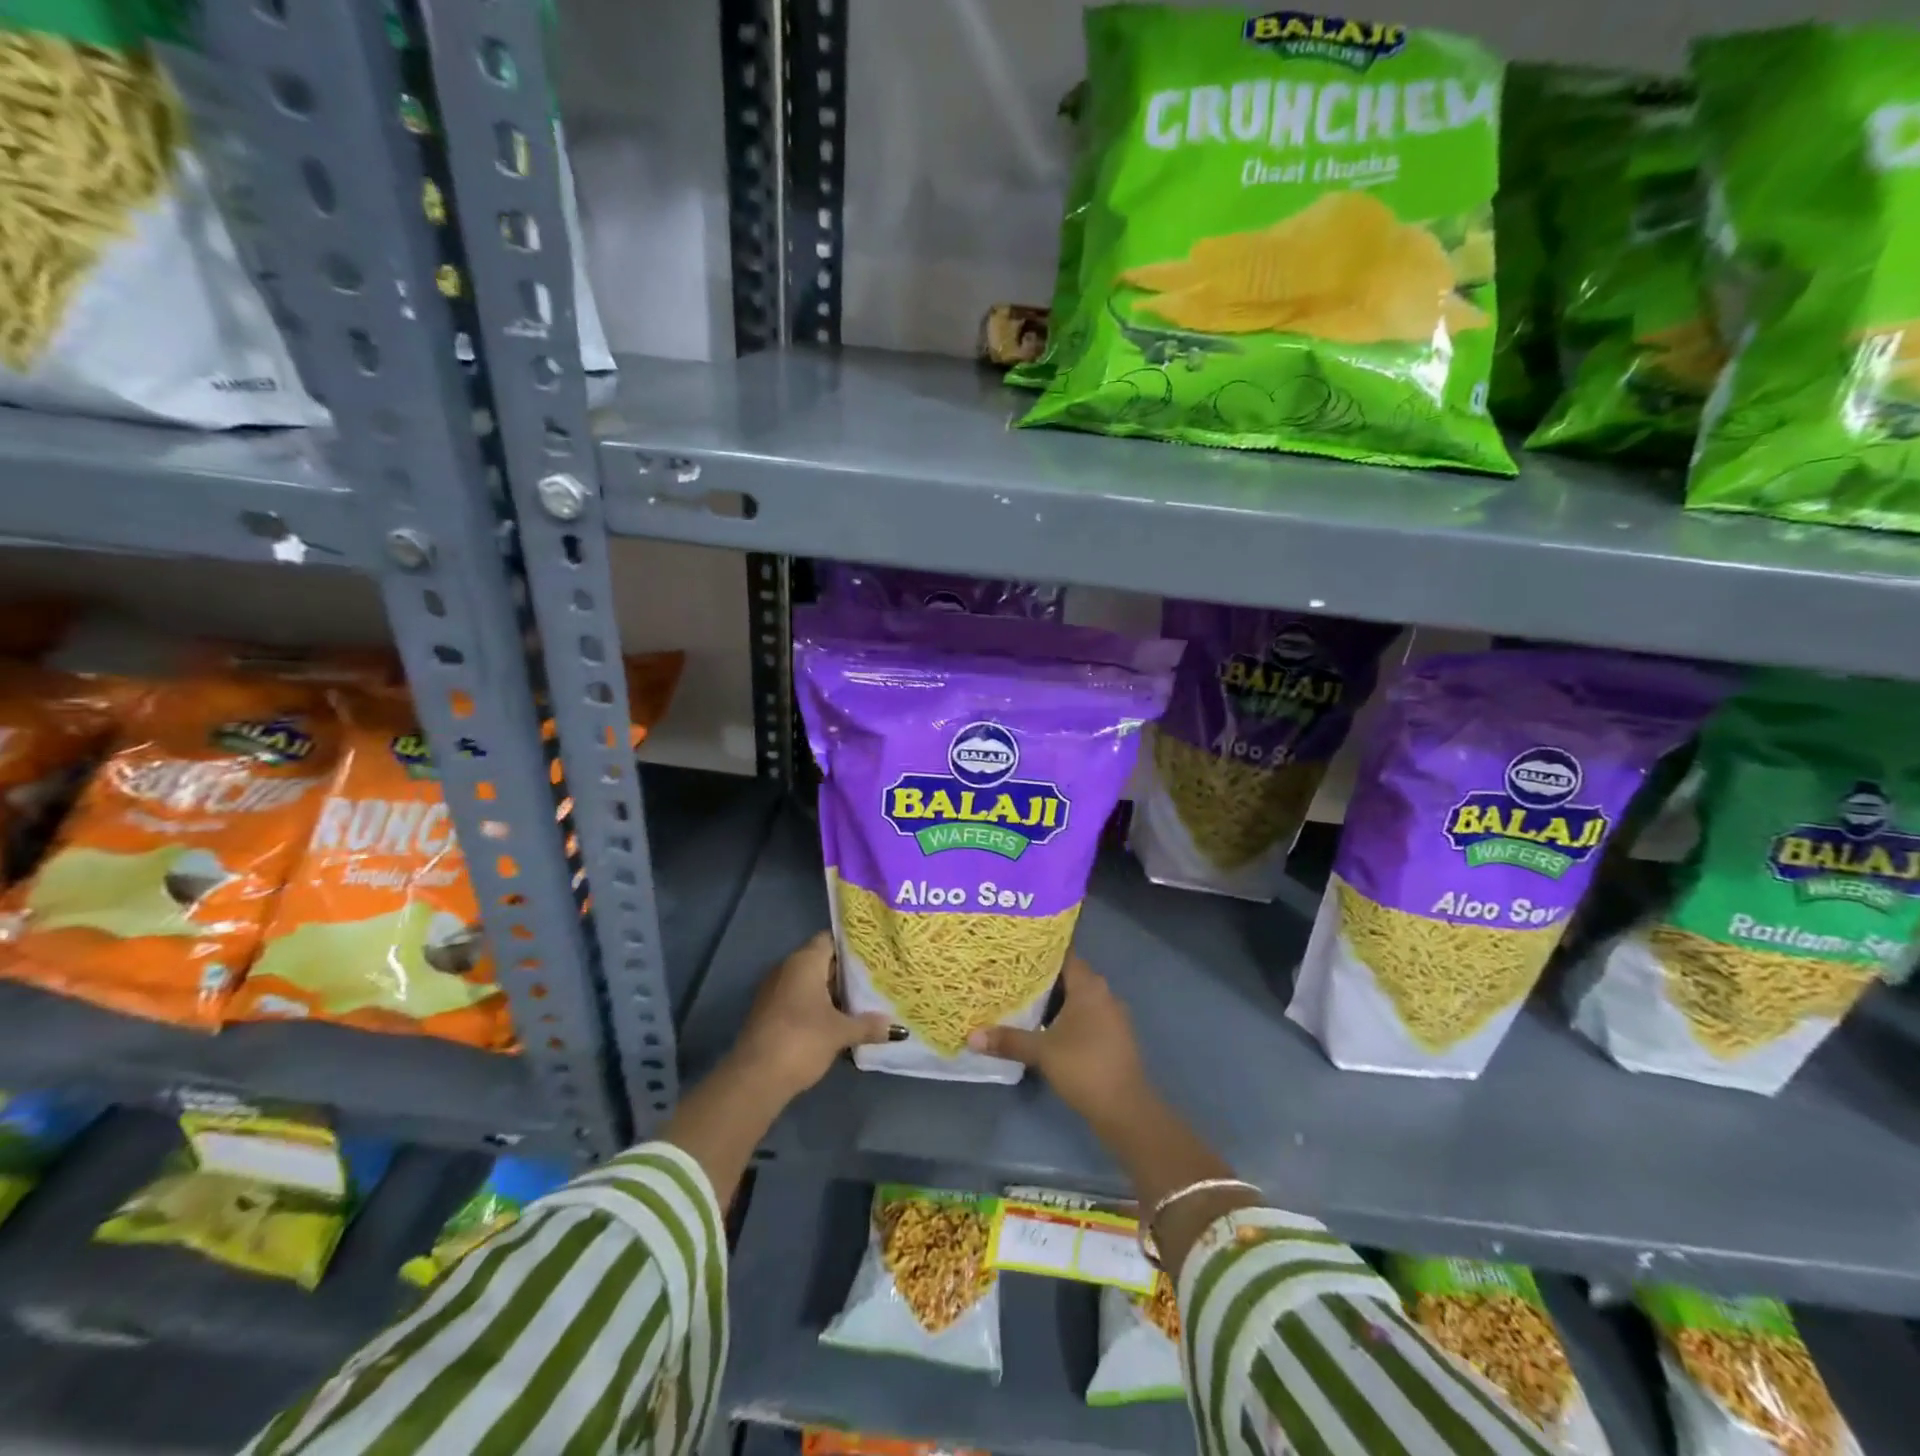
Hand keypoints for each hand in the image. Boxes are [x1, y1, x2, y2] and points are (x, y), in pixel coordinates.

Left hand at [728, 932, 892, 1100]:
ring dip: (832, 993)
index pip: (831, 940)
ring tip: (863, 1001)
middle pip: (822, 961)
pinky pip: (800, 1000)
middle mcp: (787, 968)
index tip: (875, 954)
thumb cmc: (802, 1040)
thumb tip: (896, 1027)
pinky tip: (838, 1021)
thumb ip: (868, 1025)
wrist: (755, 1078)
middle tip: (876, 979)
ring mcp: (775, 991)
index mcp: (804, 961)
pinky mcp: (770, 1013)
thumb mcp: (840, 1032)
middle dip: (846, 972)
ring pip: (811, 983)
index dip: (852, 946)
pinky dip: (818, 1007)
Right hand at [966, 955, 1149, 1120]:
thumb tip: (971, 1036)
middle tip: (1009, 975)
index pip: (1064, 954)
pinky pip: (1085, 1016)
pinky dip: (1065, 1017)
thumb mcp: (1042, 1052)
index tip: (1015, 950)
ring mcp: (1111, 1016)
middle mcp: (1103, 994)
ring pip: (1077, 998)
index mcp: (1090, 986)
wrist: (1126, 1110)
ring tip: (1021, 999)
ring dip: (1053, 1000)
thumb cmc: (1085, 1068)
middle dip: (1041, 977)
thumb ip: (1008, 1040)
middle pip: (1069, 976)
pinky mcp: (1112, 1037)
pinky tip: (1044, 1027)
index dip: (1040, 950)